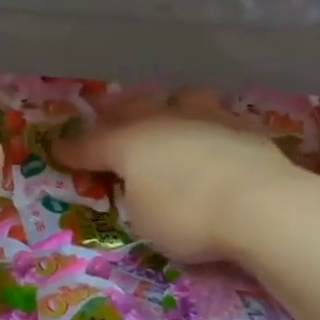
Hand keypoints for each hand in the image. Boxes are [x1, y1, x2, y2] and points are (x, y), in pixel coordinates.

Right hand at [52, 89, 316, 263]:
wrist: (262, 204)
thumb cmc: (189, 216)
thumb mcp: (144, 219)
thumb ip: (134, 194)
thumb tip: (139, 182)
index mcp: (131, 141)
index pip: (91, 143)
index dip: (73, 149)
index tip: (58, 149)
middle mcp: (165, 119)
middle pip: (132, 108)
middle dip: (114, 114)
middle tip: (105, 116)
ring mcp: (206, 116)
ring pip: (177, 99)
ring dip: (164, 106)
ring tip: (162, 111)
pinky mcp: (242, 126)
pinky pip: (213, 115)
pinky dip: (203, 122)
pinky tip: (209, 132)